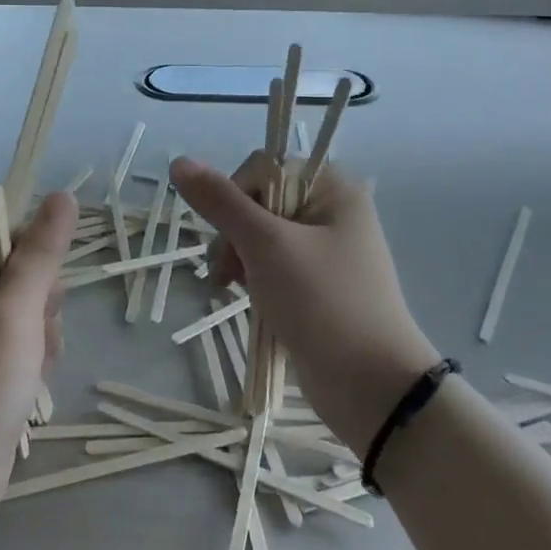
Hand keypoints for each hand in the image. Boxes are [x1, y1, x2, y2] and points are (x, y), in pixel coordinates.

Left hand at [0, 191, 77, 512]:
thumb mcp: (14, 314)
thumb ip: (41, 253)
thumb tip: (64, 197)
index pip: (1, 231)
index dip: (32, 258)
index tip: (37, 296)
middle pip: (20, 266)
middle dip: (39, 304)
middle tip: (30, 339)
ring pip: (30, 301)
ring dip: (43, 331)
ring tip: (30, 367)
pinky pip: (24, 331)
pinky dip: (36, 352)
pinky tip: (31, 379)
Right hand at [170, 154, 440, 452]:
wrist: (372, 387)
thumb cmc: (322, 302)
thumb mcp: (267, 246)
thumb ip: (221, 202)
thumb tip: (178, 162)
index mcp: (333, 189)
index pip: (264, 168)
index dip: (235, 196)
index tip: (228, 234)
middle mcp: (332, 212)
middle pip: (258, 202)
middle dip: (234, 235)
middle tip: (228, 272)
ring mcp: (325, 252)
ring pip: (260, 237)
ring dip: (238, 259)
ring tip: (231, 290)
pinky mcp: (316, 286)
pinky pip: (272, 267)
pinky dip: (253, 279)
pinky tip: (246, 301)